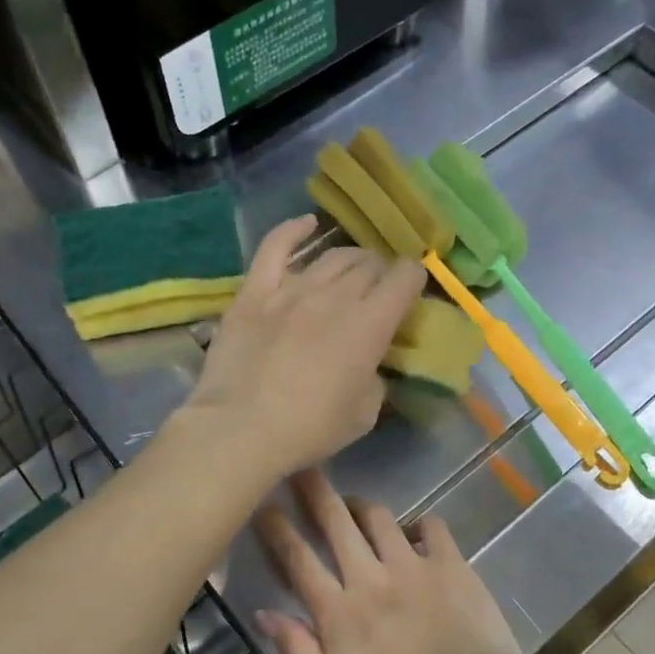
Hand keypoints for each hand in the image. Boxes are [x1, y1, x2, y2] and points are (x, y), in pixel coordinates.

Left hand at [184, 217, 424, 477]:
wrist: (241, 429)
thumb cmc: (309, 430)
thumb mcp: (364, 413)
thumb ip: (375, 377)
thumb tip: (370, 361)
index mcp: (370, 324)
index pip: (404, 278)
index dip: (413, 278)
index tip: (411, 288)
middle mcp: (335, 296)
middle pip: (369, 264)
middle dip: (382, 271)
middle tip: (378, 288)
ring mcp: (291, 288)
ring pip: (331, 256)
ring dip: (350, 259)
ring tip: (351, 269)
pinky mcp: (254, 291)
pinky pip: (275, 247)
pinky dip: (293, 231)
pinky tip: (307, 224)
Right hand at [253, 469, 525, 653]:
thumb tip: (265, 614)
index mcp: (339, 612)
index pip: (298, 560)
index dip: (277, 528)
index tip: (262, 502)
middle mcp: (370, 577)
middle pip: (336, 523)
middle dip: (315, 491)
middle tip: (303, 467)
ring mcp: (413, 566)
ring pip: (379, 518)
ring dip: (362, 506)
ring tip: (355, 505)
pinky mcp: (450, 564)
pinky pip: (432, 527)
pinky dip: (421, 524)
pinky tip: (417, 531)